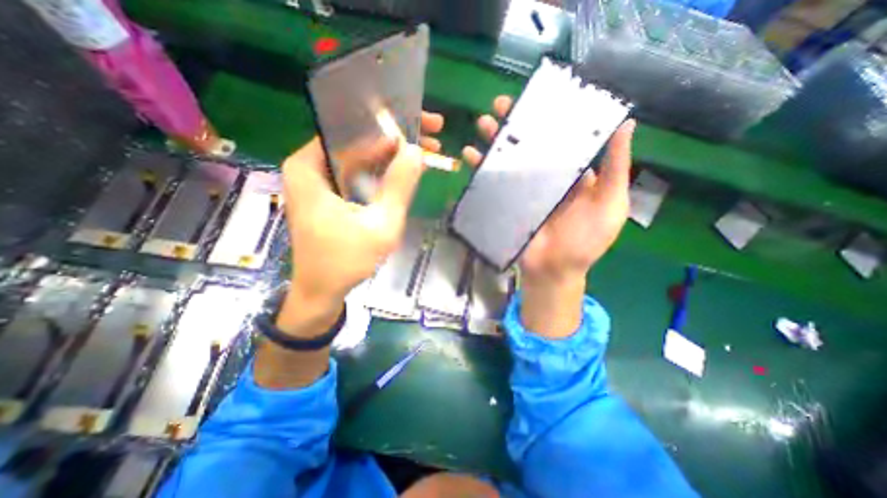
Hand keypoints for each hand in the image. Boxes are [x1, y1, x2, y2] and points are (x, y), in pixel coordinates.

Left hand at [257, 112, 443, 388]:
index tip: (424, 126)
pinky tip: (406, 171)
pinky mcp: (331, 193)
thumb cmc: (345, 261)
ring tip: (426, 152)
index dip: (394, 127)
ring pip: (362, 157)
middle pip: (359, 140)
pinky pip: (360, 174)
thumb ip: (398, 186)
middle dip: (398, 139)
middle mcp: (310, 165)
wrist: (322, 291)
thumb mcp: (380, 224)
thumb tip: (416, 150)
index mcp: (310, 166)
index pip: (356, 131)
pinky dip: (383, 172)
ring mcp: (320, 180)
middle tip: (432, 136)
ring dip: (394, 155)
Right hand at [461, 96, 633, 338]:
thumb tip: (625, 124)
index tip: (536, 98)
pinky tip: (469, 156)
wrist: (554, 271)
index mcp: (571, 174)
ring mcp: (523, 191)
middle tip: (499, 106)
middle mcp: (546, 177)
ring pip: (508, 161)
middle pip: (528, 145)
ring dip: (494, 143)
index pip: (559, 138)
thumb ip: (614, 169)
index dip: (548, 117)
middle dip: (514, 125)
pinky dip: (480, 171)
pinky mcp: (506, 204)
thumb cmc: (585, 242)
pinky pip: (492, 184)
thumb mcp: (609, 204)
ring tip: (482, 125)